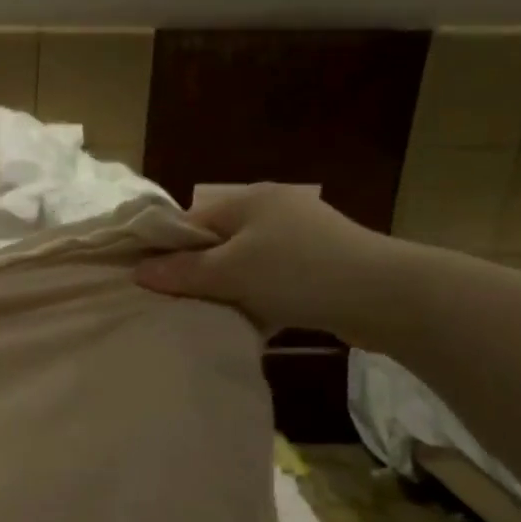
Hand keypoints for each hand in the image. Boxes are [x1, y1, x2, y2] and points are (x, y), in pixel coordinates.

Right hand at [134, 183, 399, 340]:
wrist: (381, 295)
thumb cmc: (296, 273)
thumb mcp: (229, 271)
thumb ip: (182, 272)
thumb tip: (139, 271)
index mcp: (249, 200)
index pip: (191, 220)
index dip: (167, 249)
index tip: (149, 282)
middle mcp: (273, 211)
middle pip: (217, 243)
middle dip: (197, 273)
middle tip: (177, 304)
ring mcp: (299, 238)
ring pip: (244, 265)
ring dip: (228, 290)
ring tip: (210, 316)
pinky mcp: (318, 265)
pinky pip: (271, 280)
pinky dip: (256, 298)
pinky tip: (249, 321)